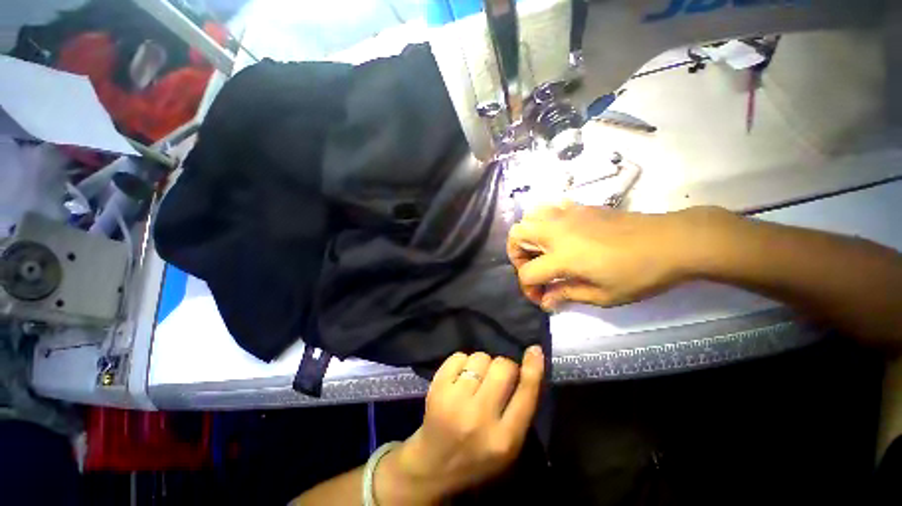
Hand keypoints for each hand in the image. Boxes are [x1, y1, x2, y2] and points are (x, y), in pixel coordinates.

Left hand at [376, 347, 544, 504]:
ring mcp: (455, 401)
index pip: (526, 393)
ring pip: (480, 357)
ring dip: (482, 364)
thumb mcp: (508, 445)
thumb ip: (520, 409)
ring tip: (476, 380)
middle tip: (497, 377)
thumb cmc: (477, 456)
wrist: (433, 466)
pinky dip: (463, 362)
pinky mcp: (437, 389)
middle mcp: (480, 417)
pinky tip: (460, 378)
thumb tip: (528, 365)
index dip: (533, 368)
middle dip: (504, 367)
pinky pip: (459, 356)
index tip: (535, 350)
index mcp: (505, 439)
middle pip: (502, 367)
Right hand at [507, 203, 734, 309]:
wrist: (671, 241)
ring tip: (542, 249)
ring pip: (528, 216)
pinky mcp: (578, 207)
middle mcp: (556, 231)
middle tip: (534, 269)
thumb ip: (567, 295)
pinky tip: (559, 232)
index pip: (527, 273)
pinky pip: (549, 207)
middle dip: (517, 256)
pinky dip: (544, 220)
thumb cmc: (639, 274)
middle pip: (516, 236)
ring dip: (528, 235)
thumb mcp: (603, 295)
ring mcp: (566, 215)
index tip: (543, 298)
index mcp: (562, 256)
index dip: (529, 290)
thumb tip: (546, 300)